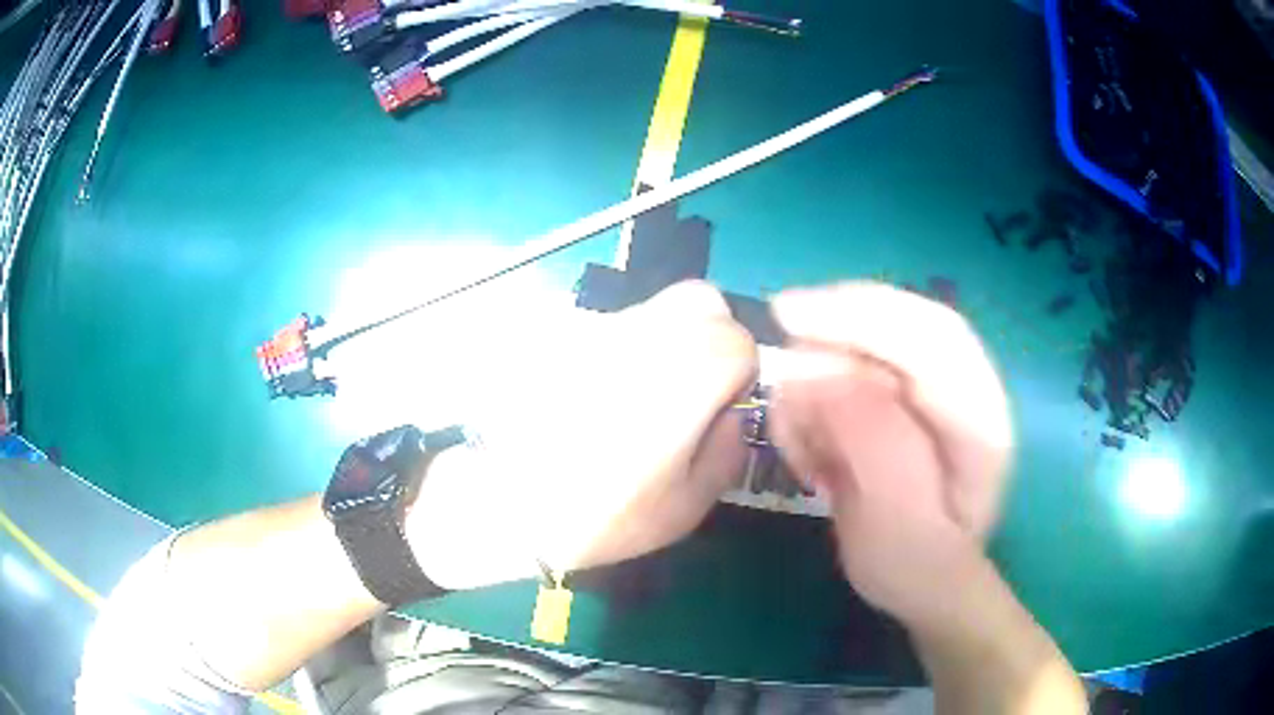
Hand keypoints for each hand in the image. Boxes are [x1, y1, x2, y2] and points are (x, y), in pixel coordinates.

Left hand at [407, 281, 757, 589]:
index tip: (716, 406)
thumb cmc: (602, 515)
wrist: (503, 505)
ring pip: (650, 311)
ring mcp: (594, 327)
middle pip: (699, 301)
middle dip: (707, 339)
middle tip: (684, 390)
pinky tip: (586, 398)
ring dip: (657, 344)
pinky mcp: (555, 332)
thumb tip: (730, 413)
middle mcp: (643, 334)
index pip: (738, 337)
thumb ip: (728, 450)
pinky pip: (603, 329)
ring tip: (626, 400)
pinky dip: (610, 352)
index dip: (737, 372)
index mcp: (686, 374)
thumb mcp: (687, 505)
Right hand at [767, 282, 1012, 626]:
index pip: (931, 334)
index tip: (788, 314)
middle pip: (896, 324)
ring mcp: (928, 389)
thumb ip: (875, 446)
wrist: (922, 581)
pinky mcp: (898, 396)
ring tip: (798, 444)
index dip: (862, 312)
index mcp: (981, 416)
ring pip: (863, 345)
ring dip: (814, 379)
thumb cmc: (916, 566)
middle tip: (776, 368)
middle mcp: (960, 387)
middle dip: (830, 336)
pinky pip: (845, 372)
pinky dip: (812, 397)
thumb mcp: (899, 524)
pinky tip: (805, 442)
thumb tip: (822, 374)